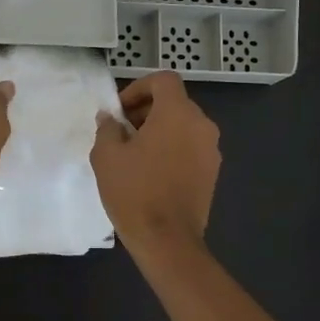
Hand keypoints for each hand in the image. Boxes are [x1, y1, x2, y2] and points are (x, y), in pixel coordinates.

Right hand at [91, 71, 220, 261]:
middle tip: (122, 132)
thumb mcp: (107, 156)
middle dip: (147, 110)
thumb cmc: (134, 191)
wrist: (167, 240)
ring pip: (183, 126)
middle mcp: (202, 125)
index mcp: (178, 113)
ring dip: (159, 130)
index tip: (120, 110)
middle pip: (175, 102)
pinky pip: (190, 147)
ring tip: (134, 154)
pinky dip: (172, 148)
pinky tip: (151, 172)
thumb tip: (110, 118)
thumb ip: (108, 128)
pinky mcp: (212, 172)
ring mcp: (211, 150)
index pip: (163, 80)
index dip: (139, 87)